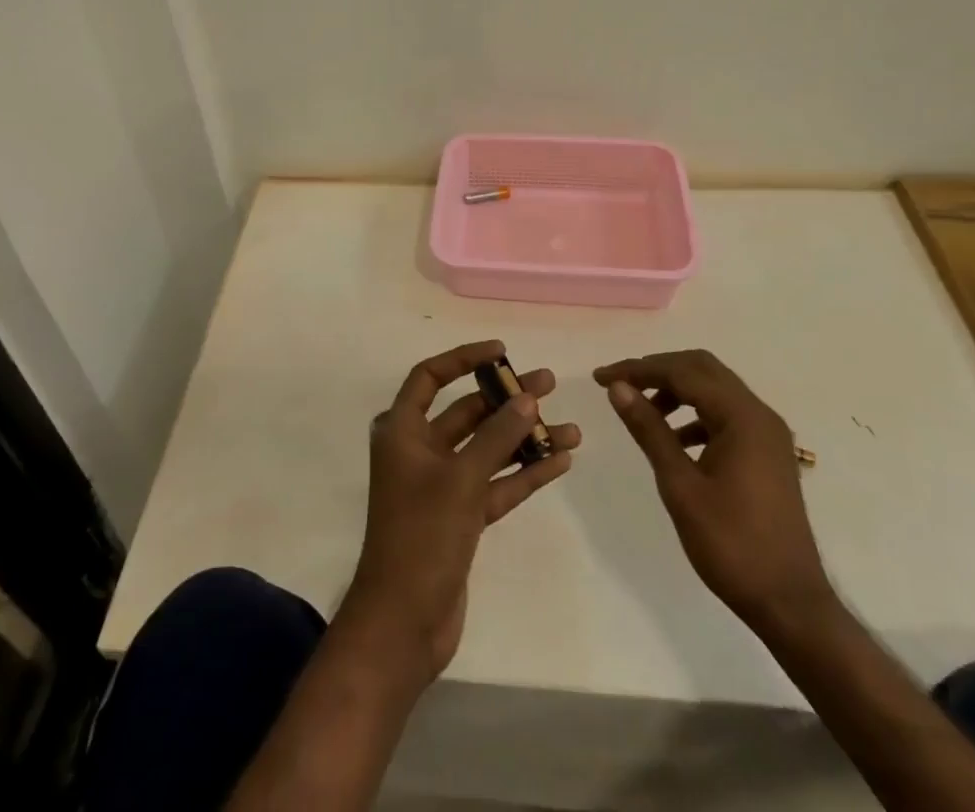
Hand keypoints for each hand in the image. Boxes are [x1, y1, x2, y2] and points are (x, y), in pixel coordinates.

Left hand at [339, 340, 579, 685]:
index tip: (502, 352)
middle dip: (507, 400)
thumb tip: (526, 397)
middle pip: (467, 412)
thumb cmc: (421, 536)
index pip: (430, 376)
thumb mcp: (460, 479)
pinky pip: (496, 484)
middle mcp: (419, 451)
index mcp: (402, 430)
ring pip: (488, 450)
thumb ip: (496, 437)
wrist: (403, 623)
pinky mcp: (460, 518)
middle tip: (550, 385)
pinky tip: (559, 461)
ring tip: (572, 429)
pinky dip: (523, 473)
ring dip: (525, 439)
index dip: (464, 358)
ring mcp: (441, 486)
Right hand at [595, 349, 833, 631]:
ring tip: (643, 413)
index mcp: (742, 417)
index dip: (637, 369)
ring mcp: (768, 434)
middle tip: (621, 386)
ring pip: (714, 389)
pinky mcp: (768, 453)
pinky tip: (674, 439)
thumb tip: (619, 388)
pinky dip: (696, 413)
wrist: (791, 605)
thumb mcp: (681, 486)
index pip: (681, 372)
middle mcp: (759, 414)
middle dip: (657, 371)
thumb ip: (649, 430)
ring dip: (677, 390)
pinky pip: (726, 414)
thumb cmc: (732, 545)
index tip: (600, 378)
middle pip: (701, 369)